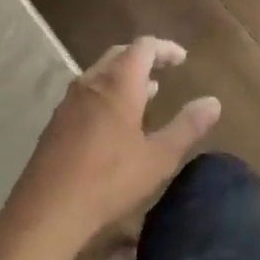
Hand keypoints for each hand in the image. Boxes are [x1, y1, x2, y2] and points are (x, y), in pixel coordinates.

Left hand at [3, 37, 221, 253]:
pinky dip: (107, 93)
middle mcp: (91, 83)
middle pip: (119, 54)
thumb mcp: (158, 157)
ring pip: (100, 73)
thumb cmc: (109, 180)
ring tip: (146, 93)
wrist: (47, 212)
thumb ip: (188, 127)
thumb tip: (213, 102)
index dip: (165, 49)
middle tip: (164, 70)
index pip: (143, 47)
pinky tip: (115, 121)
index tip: (182, 59)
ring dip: (124, 76)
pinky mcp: (56, 123)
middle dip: (143, 58)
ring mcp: (69, 102)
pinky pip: (86, 93)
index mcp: (118, 83)